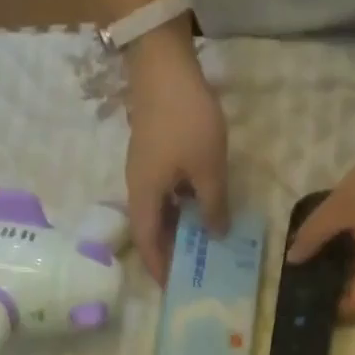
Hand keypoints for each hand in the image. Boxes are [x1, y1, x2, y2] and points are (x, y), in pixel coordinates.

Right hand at [123, 35, 229, 282]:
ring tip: (202, 243)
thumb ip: (213, 205)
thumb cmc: (186, 121)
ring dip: (177, 228)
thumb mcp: (208, 168)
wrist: (163, 67)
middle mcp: (138, 189)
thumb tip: (215, 234)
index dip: (159, 268)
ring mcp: (144, 170)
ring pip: (159, 210)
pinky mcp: (153, 154)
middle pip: (150, 230)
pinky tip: (201, 207)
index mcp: (145, 197)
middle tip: (195, 269)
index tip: (175, 288)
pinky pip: (165, 193)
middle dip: (170, 252)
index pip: (148, 244)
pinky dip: (180, 206)